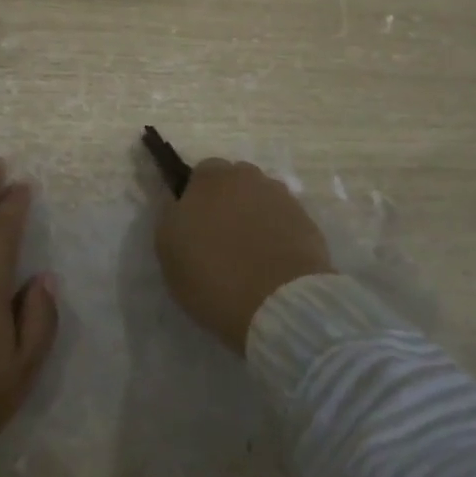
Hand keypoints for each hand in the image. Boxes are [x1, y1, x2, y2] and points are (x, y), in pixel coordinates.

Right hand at [155, 159, 332, 353]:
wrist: (279, 303)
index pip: (201, 173)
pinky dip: (278, 234)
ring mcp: (281, 197)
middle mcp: (248, 177)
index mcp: (211, 177)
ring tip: (251, 253)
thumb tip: (176, 200)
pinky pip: (284, 221)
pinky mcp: (307, 222)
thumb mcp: (168, 249)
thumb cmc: (212, 274)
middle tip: (221, 237)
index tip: (195, 224)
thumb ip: (169, 215)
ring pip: (261, 199)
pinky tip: (273, 262)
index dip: (197, 197)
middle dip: (228, 201)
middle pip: (234, 182)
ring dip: (254, 216)